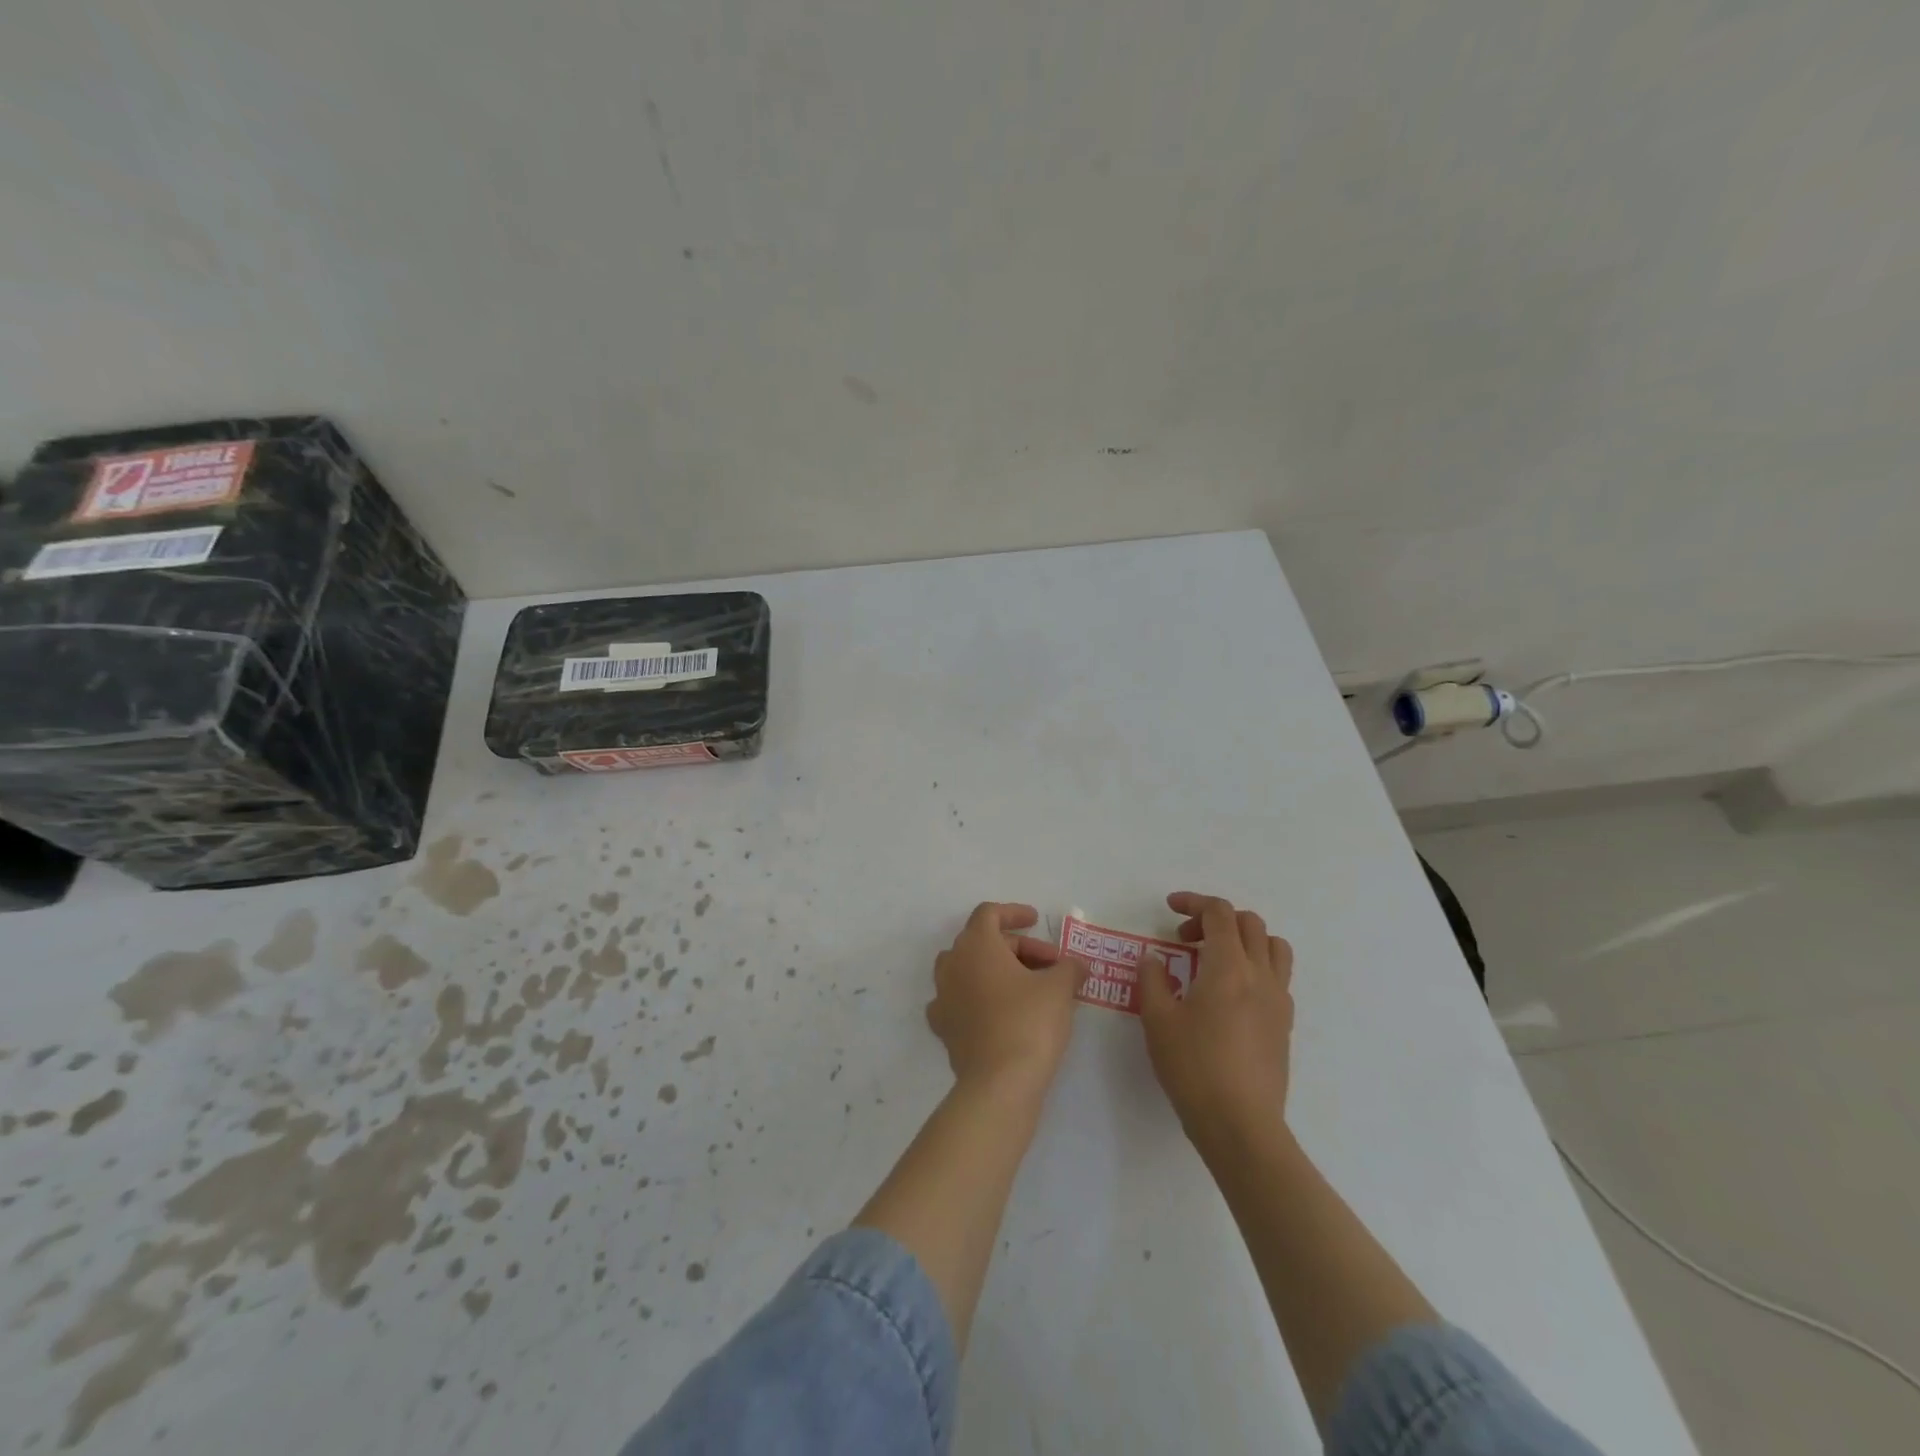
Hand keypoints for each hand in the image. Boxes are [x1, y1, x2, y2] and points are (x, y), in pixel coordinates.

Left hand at [928, 903, 1085, 1093]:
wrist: (999, 1083)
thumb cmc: (1029, 1022)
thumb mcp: (1059, 988)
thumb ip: (1069, 968)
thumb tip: (1077, 965)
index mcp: (976, 945)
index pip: (989, 913)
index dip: (1014, 913)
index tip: (1036, 920)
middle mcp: (952, 964)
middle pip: (982, 942)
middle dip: (1018, 948)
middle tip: (1050, 965)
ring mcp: (943, 997)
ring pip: (969, 970)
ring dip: (997, 971)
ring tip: (1028, 987)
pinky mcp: (943, 1028)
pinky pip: (961, 1001)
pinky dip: (980, 999)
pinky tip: (1001, 1012)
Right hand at [1136, 892, 1294, 1147]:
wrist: (1240, 1124)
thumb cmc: (1193, 1068)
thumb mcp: (1158, 1020)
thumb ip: (1153, 980)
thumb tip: (1154, 958)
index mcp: (1229, 967)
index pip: (1220, 913)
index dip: (1194, 902)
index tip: (1170, 908)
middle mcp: (1260, 975)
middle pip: (1249, 923)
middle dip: (1215, 919)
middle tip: (1186, 939)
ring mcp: (1278, 1000)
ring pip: (1273, 946)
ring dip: (1244, 939)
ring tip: (1216, 958)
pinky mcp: (1284, 1024)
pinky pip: (1278, 976)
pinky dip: (1256, 966)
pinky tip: (1230, 993)